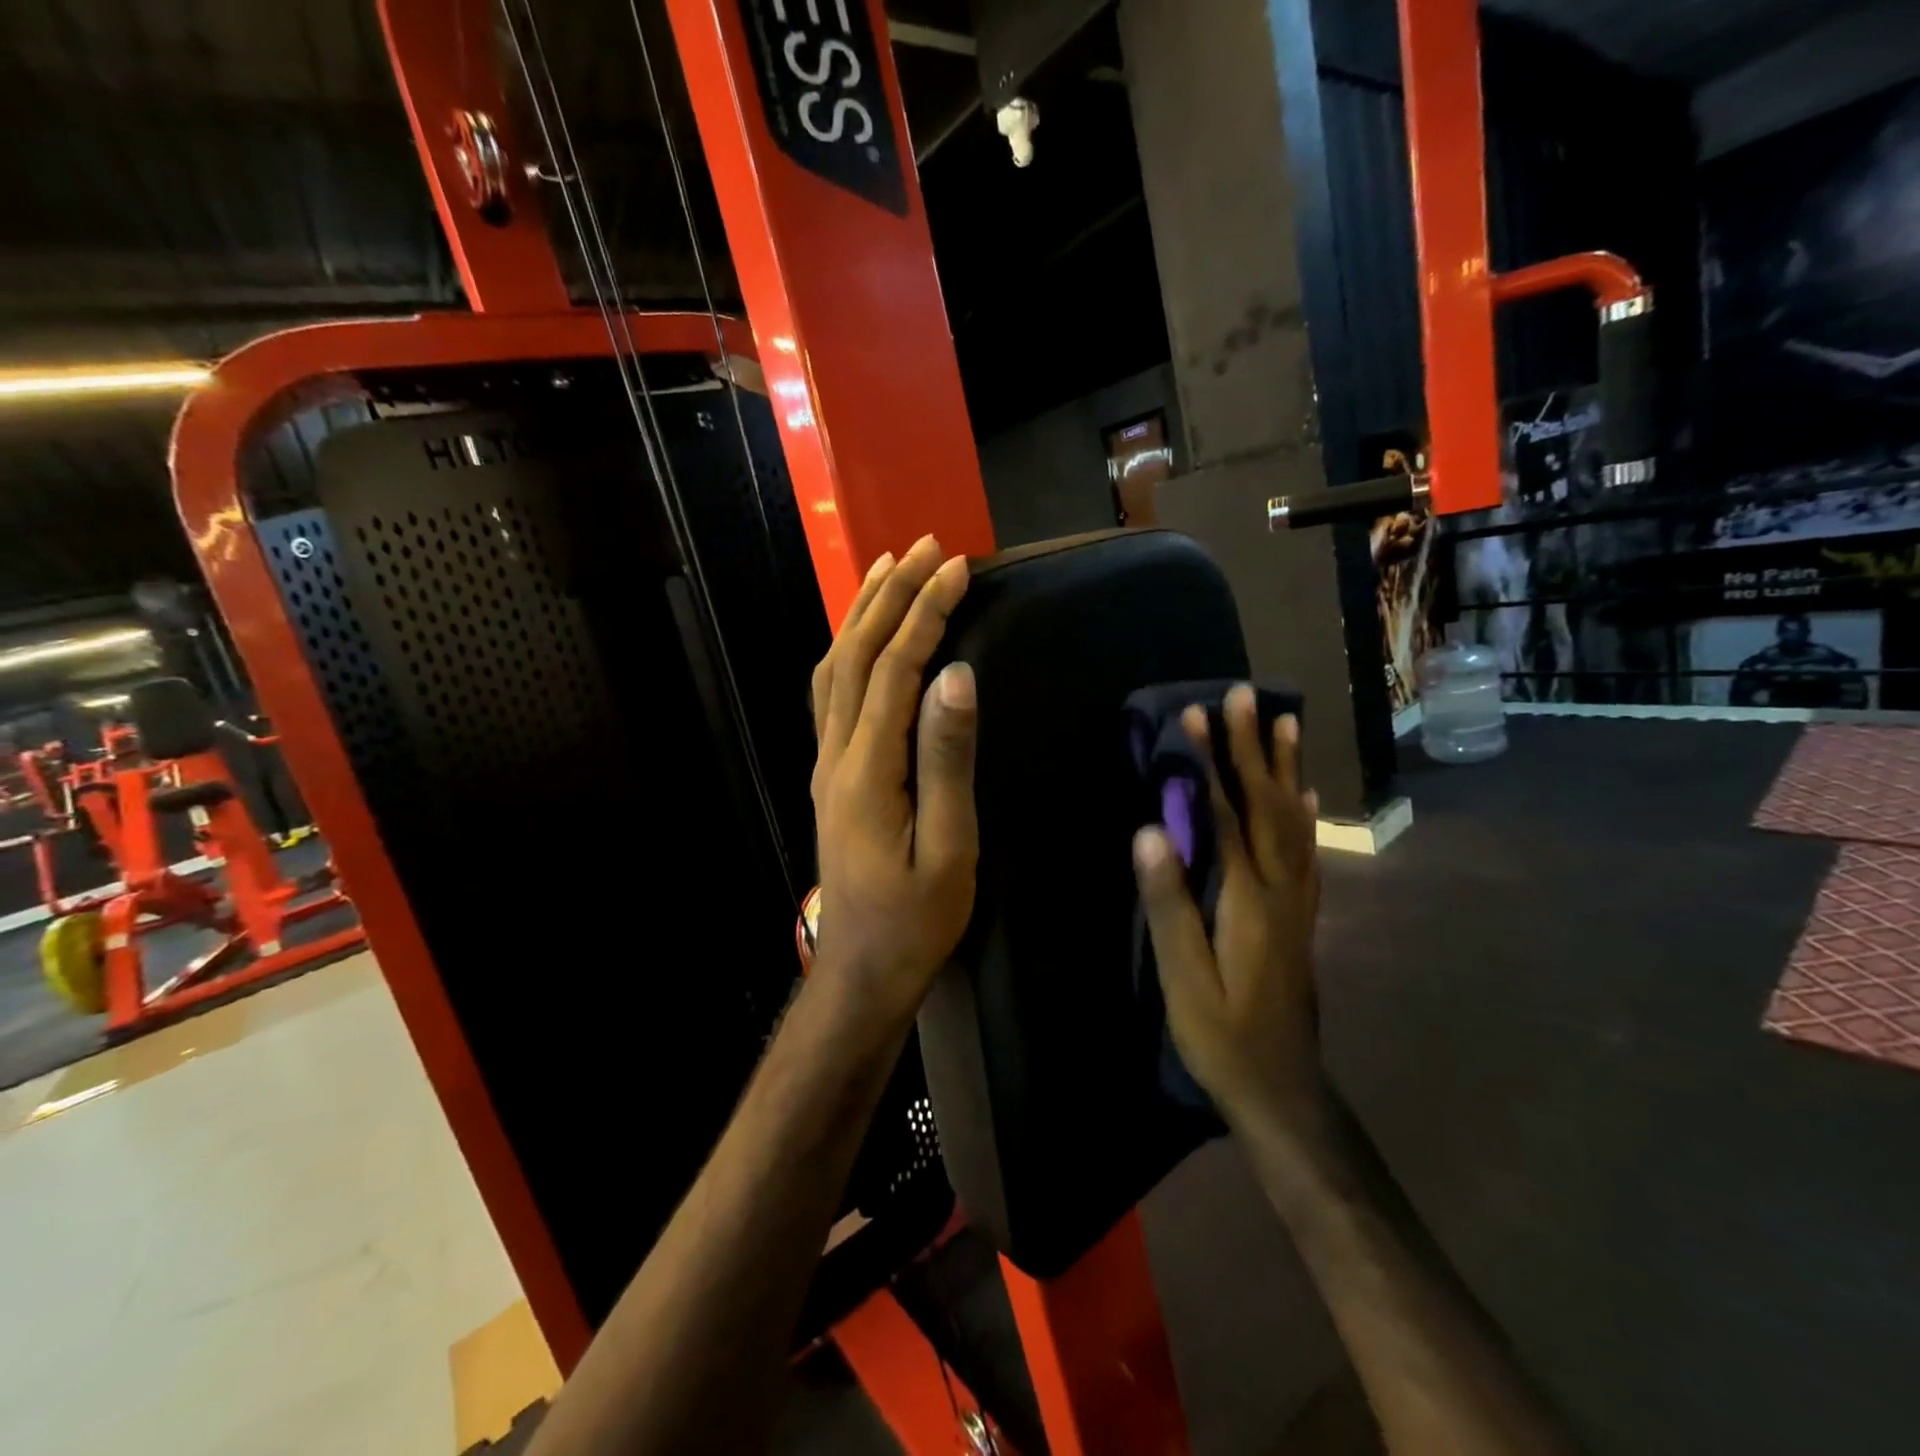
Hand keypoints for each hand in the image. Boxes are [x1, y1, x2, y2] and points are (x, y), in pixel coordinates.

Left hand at [809, 536, 977, 1032]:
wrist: (861, 970)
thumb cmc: (915, 919)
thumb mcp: (949, 847)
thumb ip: (947, 760)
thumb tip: (955, 676)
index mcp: (867, 770)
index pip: (894, 670)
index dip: (924, 613)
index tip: (957, 567)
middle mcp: (835, 754)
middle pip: (855, 657)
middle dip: (890, 596)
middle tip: (925, 546)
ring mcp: (826, 764)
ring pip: (834, 670)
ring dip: (862, 615)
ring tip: (889, 569)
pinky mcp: (830, 775)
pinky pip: (831, 695)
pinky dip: (849, 651)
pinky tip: (863, 638)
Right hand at [1133, 686, 1323, 1122]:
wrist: (1283, 1090)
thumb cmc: (1222, 1037)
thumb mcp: (1183, 979)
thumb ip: (1169, 904)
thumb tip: (1150, 831)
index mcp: (1247, 899)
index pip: (1224, 814)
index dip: (1208, 762)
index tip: (1194, 714)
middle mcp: (1281, 889)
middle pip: (1267, 804)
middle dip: (1251, 746)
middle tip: (1243, 694)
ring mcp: (1297, 901)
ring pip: (1295, 820)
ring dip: (1285, 767)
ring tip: (1283, 722)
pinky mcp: (1300, 915)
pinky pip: (1306, 849)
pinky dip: (1303, 811)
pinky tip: (1304, 794)